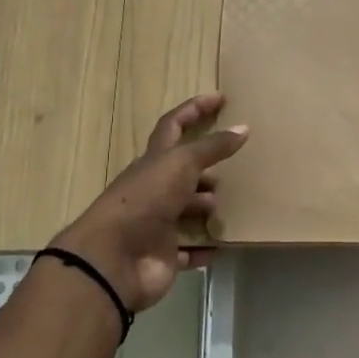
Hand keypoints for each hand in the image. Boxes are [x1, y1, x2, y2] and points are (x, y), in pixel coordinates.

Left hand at [50, 94, 247, 310]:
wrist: (114, 259)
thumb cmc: (146, 199)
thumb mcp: (181, 164)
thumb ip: (212, 147)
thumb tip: (243, 127)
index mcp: (154, 161)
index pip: (174, 126)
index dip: (194, 109)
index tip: (220, 98)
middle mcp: (154, 189)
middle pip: (182, 171)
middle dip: (206, 167)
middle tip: (235, 165)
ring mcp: (158, 223)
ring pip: (187, 210)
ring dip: (207, 207)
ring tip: (234, 204)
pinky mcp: (163, 254)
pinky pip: (188, 249)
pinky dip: (204, 247)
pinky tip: (223, 245)